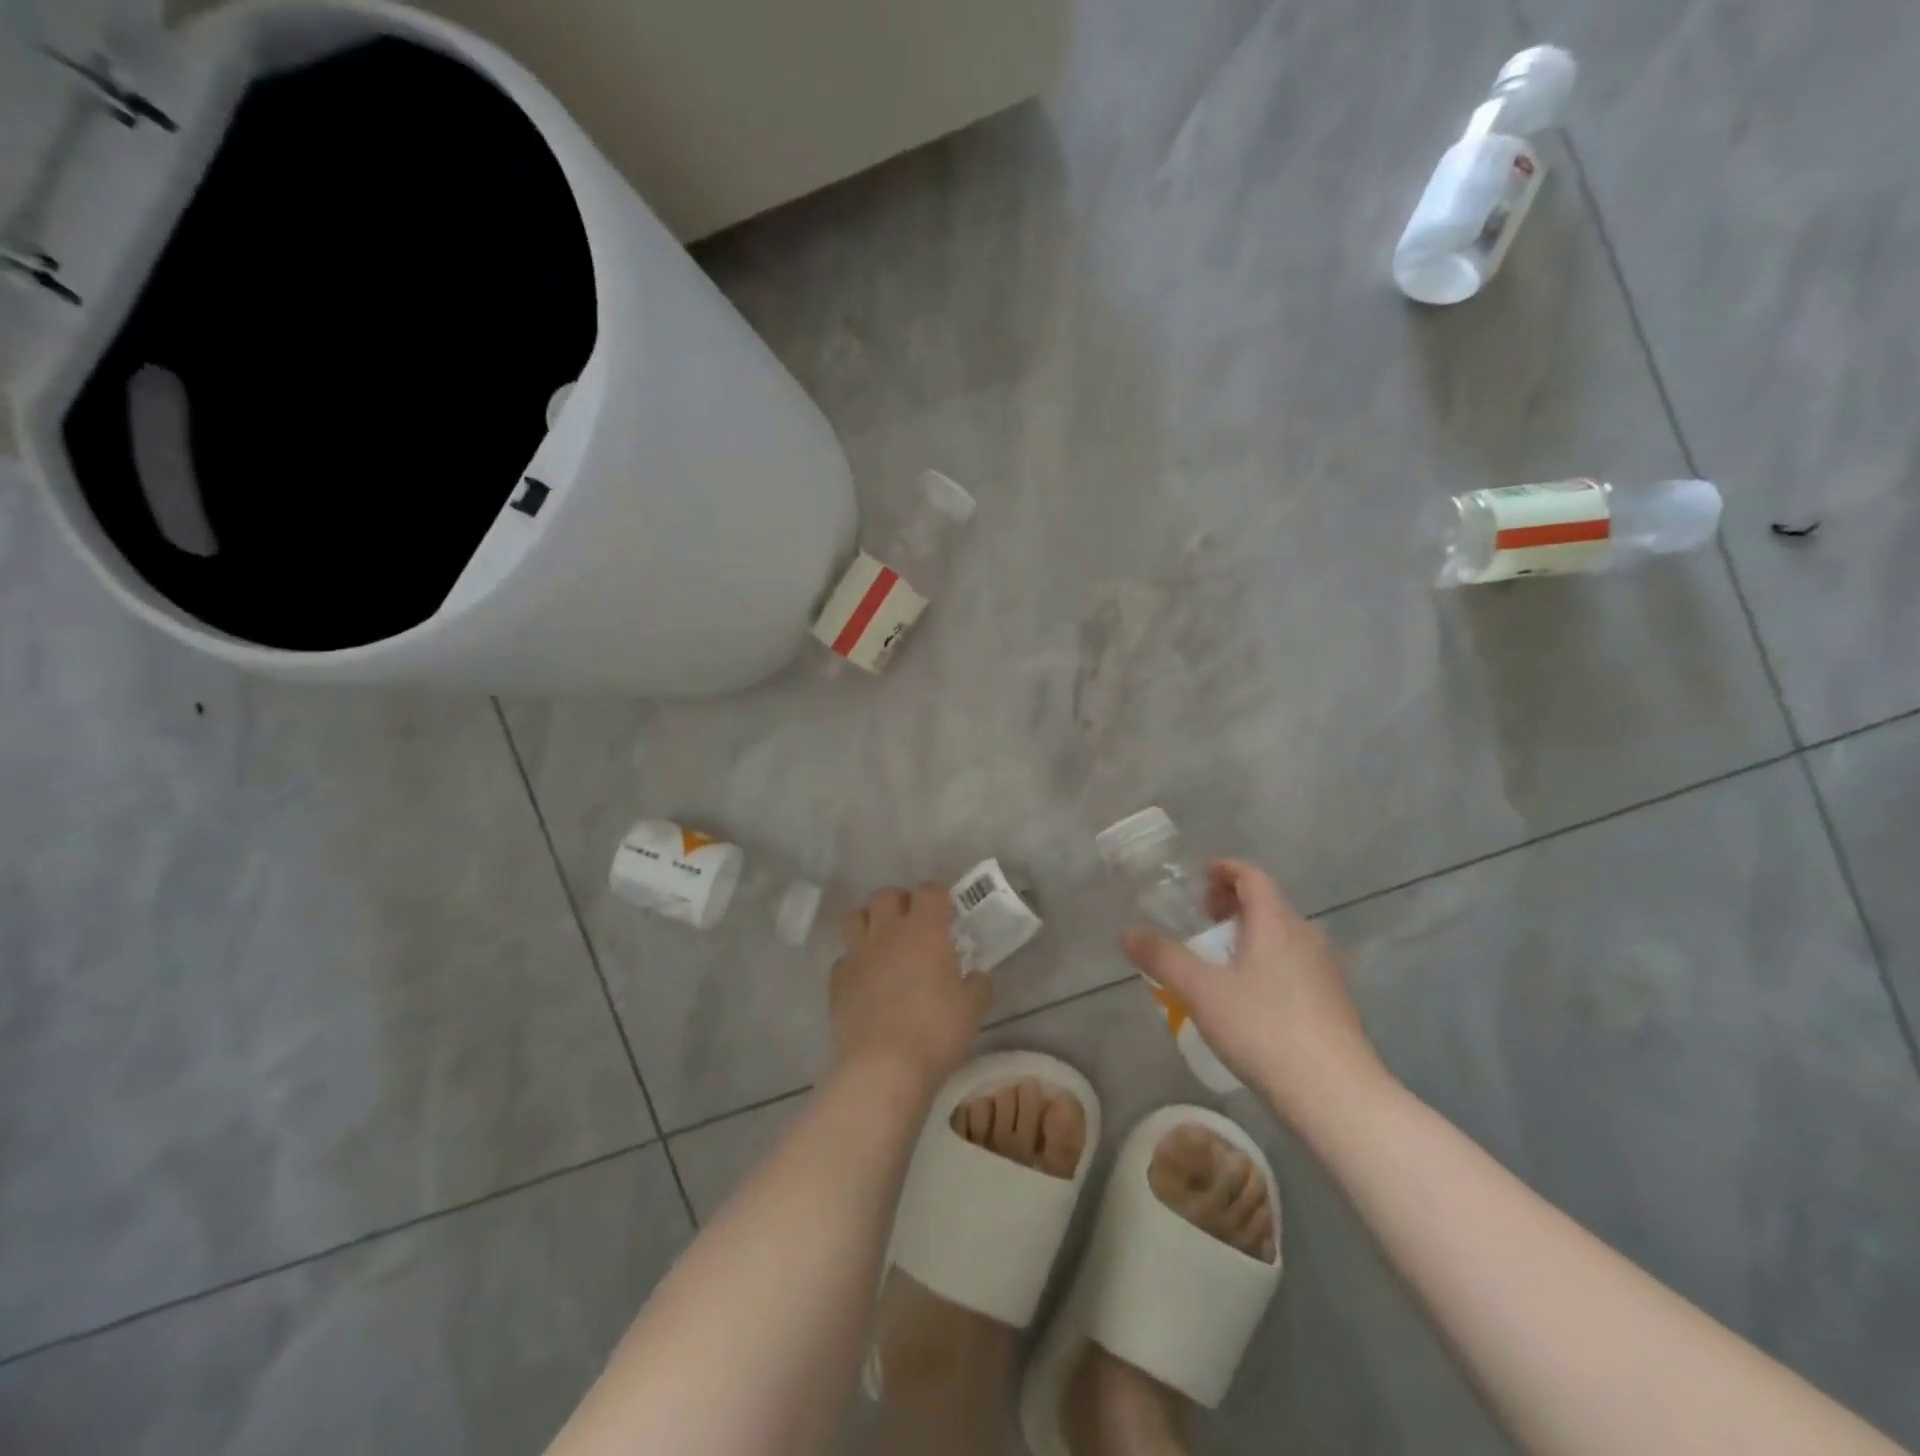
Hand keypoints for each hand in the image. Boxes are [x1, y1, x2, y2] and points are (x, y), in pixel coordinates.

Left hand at [830, 884, 990, 1093]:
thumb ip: (978, 983)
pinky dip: (856, 961)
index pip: (930, 891)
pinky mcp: (837, 980)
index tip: (948, 913)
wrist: (883, 1067)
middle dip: (901, 902)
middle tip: (915, 924)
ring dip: (870, 922)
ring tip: (885, 942)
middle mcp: (887, 932)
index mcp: (924, 930)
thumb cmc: (935, 1031)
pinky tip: (867, 980)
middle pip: (887, 895)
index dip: (940, 897)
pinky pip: (845, 957)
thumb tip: (976, 975)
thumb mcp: (973, 1008)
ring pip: (856, 917)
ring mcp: (857, 954)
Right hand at [1121, 860, 1387, 1124]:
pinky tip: (1251, 996)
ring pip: (1284, 936)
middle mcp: (1306, 937)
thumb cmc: (1264, 1029)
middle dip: (1234, 904)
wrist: (1336, 1095)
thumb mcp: (1202, 991)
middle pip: (1269, 905)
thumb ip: (1163, 957)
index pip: (1253, 877)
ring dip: (1252, 934)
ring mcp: (1325, 972)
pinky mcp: (1334, 1004)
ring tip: (1222, 957)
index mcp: (1276, 923)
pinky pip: (1295, 964)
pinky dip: (1268, 961)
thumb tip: (1126, 932)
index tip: (1201, 875)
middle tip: (1203, 918)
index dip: (1226, 869)